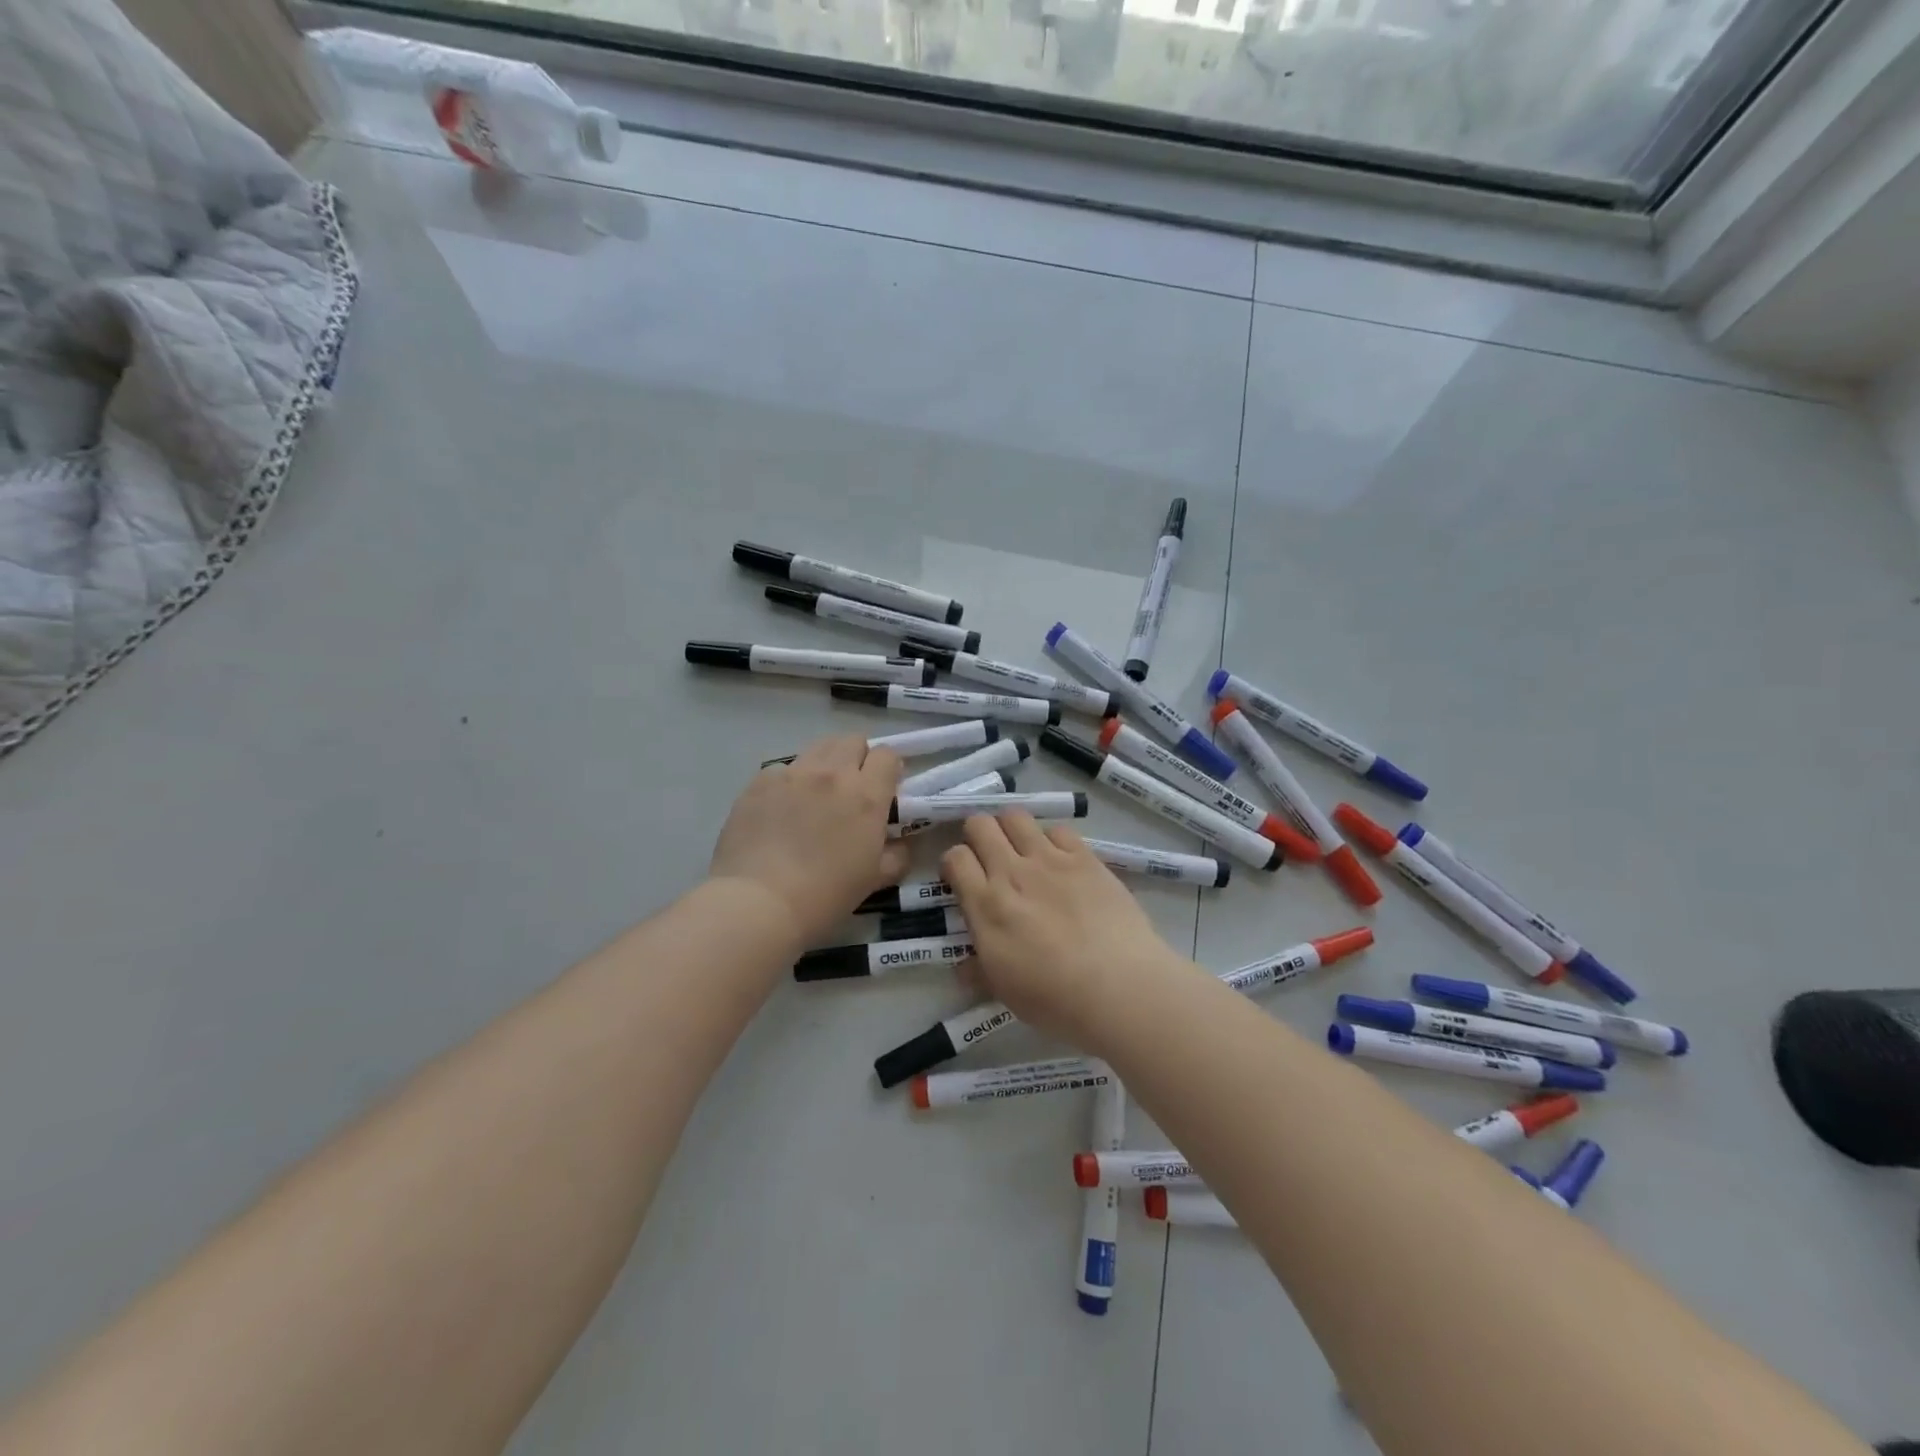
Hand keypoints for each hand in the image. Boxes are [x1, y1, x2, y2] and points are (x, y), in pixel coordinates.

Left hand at [709, 734, 908, 946]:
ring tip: (816, 794)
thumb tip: (901, 843)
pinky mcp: (759, 783)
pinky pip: (781, 769)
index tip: (884, 789)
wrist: (759, 903)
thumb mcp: (874, 880)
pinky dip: (788, 782)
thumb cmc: (826, 896)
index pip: (887, 755)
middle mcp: (832, 773)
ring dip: (824, 764)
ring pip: (817, 748)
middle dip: (857, 758)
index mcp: (867, 795)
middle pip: (852, 741)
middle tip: (852, 788)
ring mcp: (792, 774)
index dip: (888, 769)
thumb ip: (896, 855)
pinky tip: (780, 809)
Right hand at [940, 814, 1185, 1052]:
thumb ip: (978, 969)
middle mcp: (1012, 872)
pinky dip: (1052, 839)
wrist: (1119, 987)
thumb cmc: (1055, 999)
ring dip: (1011, 828)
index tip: (964, 878)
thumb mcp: (1003, 990)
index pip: (955, 858)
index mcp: (986, 905)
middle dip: (978, 835)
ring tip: (1022, 849)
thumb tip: (964, 965)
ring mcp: (1049, 860)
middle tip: (990, 857)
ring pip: (1016, 816)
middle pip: (980, 825)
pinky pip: (1058, 829)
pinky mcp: (1084, 857)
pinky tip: (1061, 860)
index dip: (955, 863)